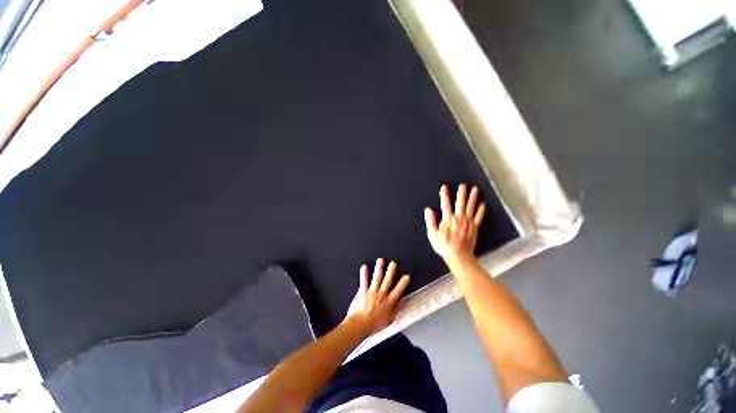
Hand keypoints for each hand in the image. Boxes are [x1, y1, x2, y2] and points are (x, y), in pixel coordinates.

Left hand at [344, 258, 409, 336]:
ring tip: (380, 260)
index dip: (403, 283)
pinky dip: (364, 273)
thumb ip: (397, 309)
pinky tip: (364, 266)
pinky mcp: (363, 291)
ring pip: (377, 277)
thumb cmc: (374, 325)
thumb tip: (404, 301)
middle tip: (393, 263)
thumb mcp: (389, 320)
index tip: (407, 276)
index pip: (398, 291)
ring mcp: (372, 292)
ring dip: (379, 268)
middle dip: (391, 271)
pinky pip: (364, 280)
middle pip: (387, 281)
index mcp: (388, 302)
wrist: (359, 325)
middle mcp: (381, 295)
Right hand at [424, 184, 485, 264]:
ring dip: (473, 197)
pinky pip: (479, 217)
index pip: (445, 203)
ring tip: (475, 189)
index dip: (444, 194)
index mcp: (448, 219)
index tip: (444, 187)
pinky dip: (481, 210)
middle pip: (460, 203)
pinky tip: (483, 204)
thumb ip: (430, 221)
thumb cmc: (444, 246)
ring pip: (471, 207)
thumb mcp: (432, 234)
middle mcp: (459, 218)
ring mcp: (468, 222)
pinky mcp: (474, 227)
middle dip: (461, 193)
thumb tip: (428, 210)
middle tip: (463, 185)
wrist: (459, 256)